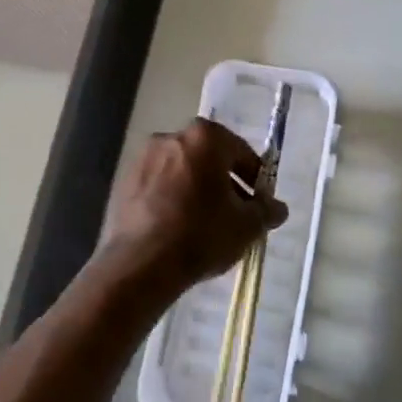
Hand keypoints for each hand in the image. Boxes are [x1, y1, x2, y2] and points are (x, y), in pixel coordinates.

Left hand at [95, 119, 288, 299]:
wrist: (141, 264)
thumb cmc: (201, 234)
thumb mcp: (246, 226)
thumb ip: (266, 211)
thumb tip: (278, 208)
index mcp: (205, 137)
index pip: (241, 152)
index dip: (254, 178)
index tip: (259, 203)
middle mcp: (171, 137)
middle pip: (208, 158)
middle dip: (224, 182)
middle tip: (235, 213)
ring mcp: (142, 158)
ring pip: (181, 171)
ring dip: (196, 189)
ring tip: (205, 223)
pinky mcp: (123, 181)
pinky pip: (158, 185)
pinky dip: (171, 198)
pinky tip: (178, 227)